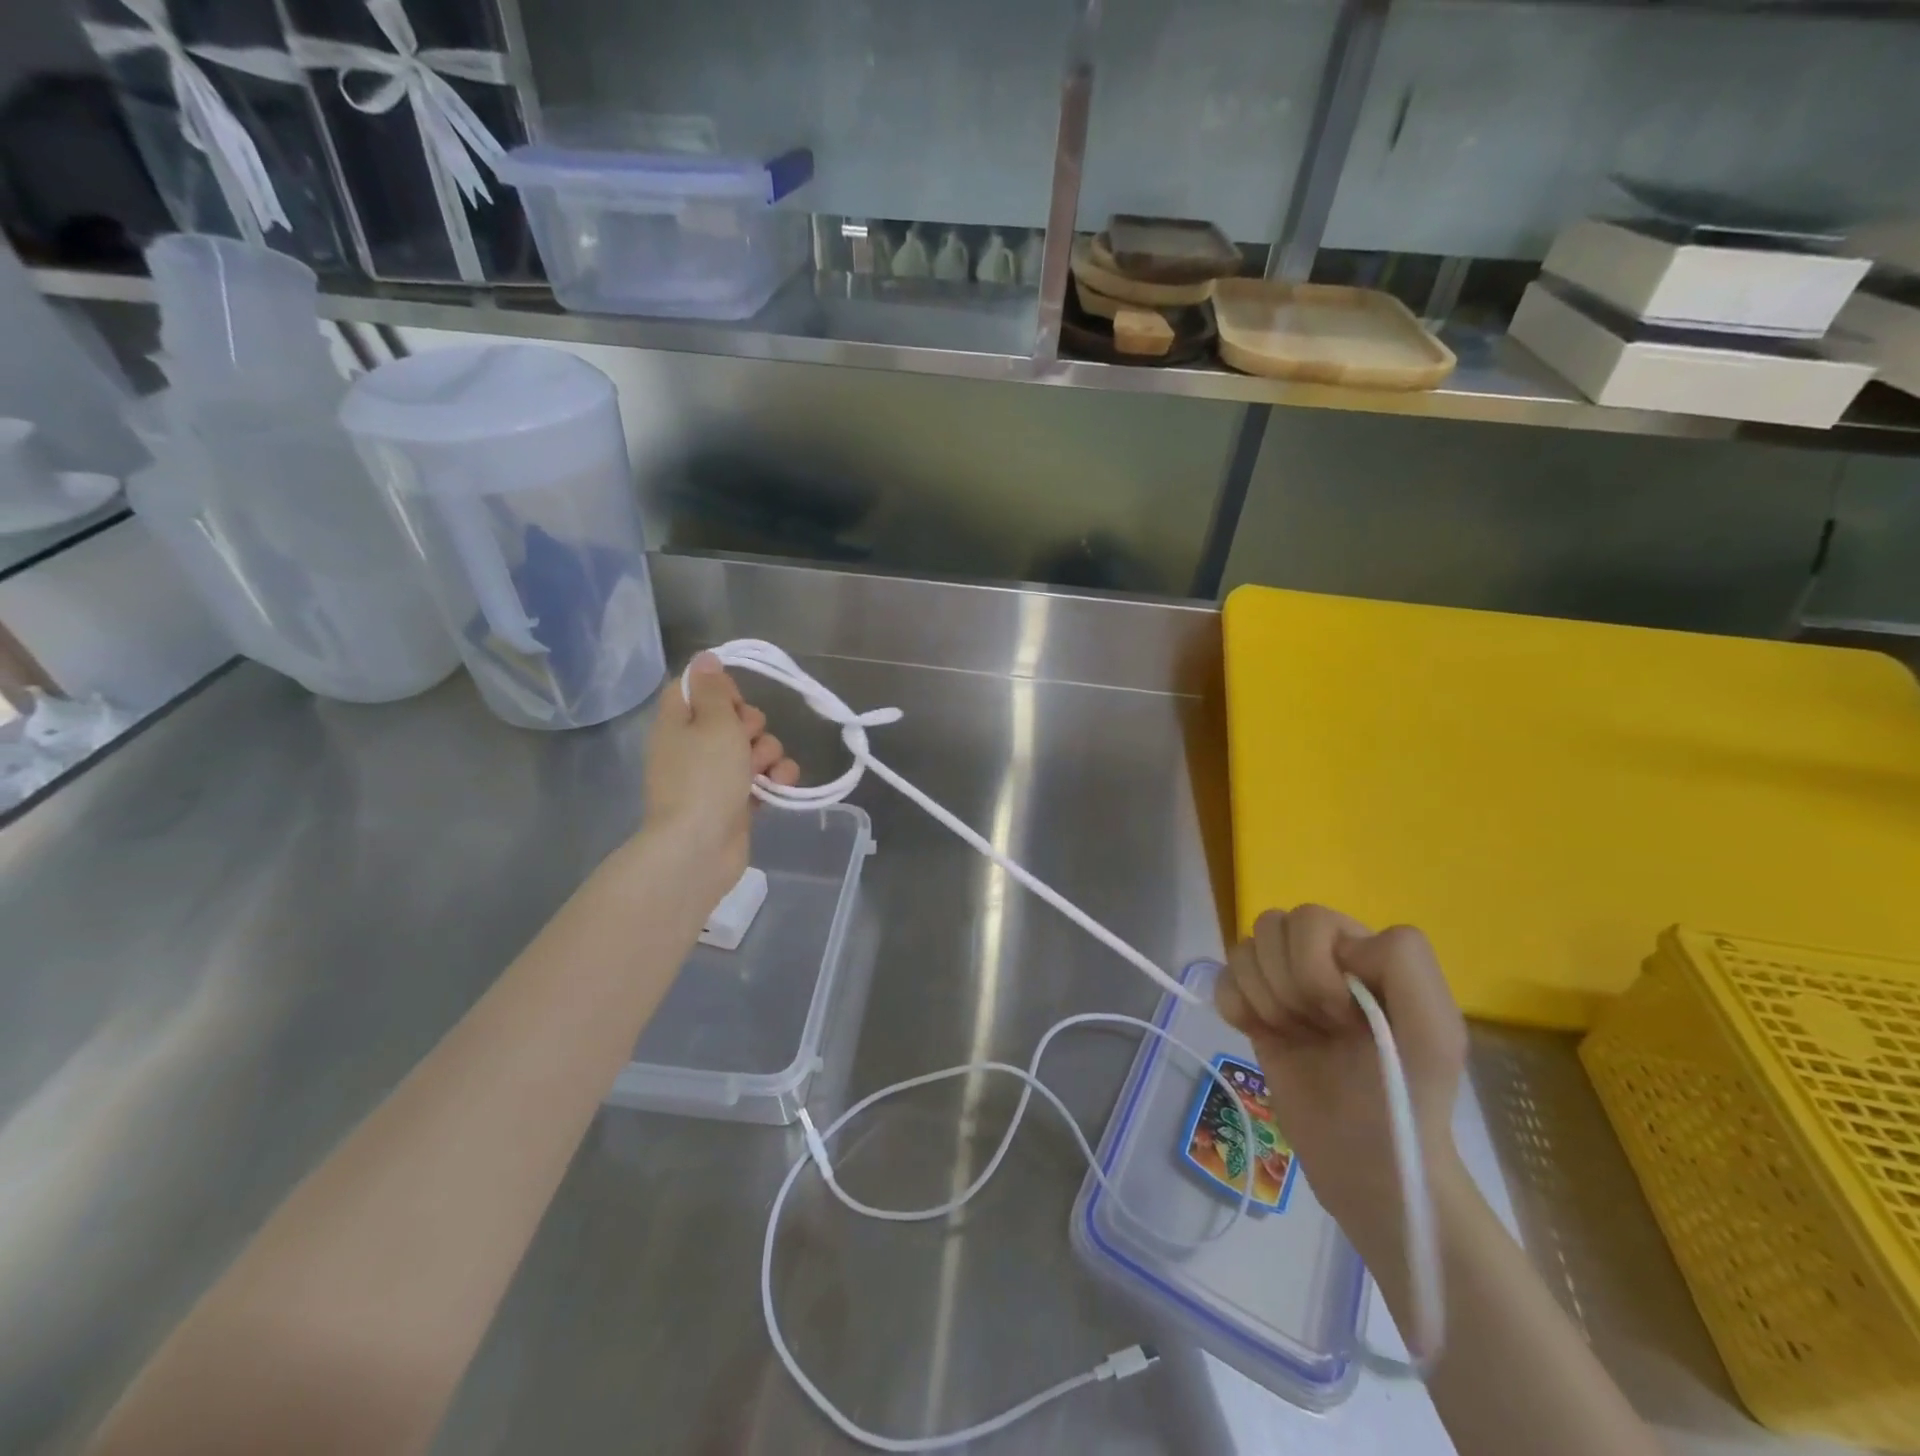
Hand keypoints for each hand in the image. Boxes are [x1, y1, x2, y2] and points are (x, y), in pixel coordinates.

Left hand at [642, 653, 799, 906]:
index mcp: (678, 722)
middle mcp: (694, 746)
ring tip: (763, 772)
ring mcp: (715, 776)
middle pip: (733, 718)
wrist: (700, 848)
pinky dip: (774, 779)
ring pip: (754, 748)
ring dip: (769, 753)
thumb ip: (714, 689)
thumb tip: (704, 657)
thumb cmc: (705, 778)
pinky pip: (763, 777)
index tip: (735, 700)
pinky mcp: (736, 801)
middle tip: (746, 740)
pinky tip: (780, 785)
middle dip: (752, 725)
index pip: (695, 688)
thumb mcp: (713, 723)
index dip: (721, 689)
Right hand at [1215, 906, 1466, 1267]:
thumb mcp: (1435, 1031)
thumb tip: (1340, 947)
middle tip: (1320, 1027)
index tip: (1347, 1018)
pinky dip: (1235, 1006)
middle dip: (1289, 982)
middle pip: (1270, 926)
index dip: (1318, 967)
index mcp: (1362, 951)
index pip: (1311, 919)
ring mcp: (1283, 984)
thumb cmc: (1406, 1097)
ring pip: (1242, 949)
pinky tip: (1260, 1034)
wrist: (1368, 1165)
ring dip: (1264, 997)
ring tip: (1295, 1034)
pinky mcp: (1252, 1012)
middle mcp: (1320, 958)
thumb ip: (1405, 964)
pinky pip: (1222, 979)